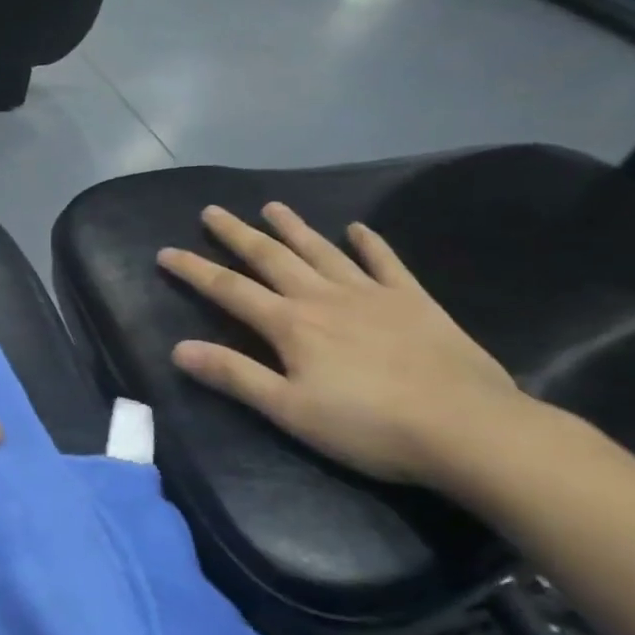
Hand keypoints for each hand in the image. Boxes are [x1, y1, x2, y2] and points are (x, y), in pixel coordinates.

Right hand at [157, 202, 526, 484]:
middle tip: (212, 211)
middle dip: (237, 235)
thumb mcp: (289, 410)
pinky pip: (386, 263)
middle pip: (271, 258)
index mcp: (291, 324)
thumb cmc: (368, 426)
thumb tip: (179, 349)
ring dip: (294, 228)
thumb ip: (234, 376)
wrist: (468, 428)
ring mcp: (372, 294)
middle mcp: (324, 297)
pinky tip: (358, 229)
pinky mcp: (414, 302)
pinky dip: (370, 244)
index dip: (194, 270)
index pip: (229, 290)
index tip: (166, 251)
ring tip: (272, 206)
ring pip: (322, 251)